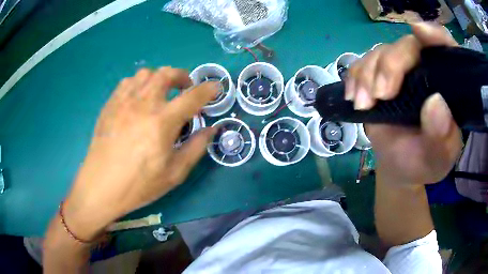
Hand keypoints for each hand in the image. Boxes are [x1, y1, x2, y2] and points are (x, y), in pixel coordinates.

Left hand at [63, 67, 218, 239]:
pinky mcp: (110, 104)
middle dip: (182, 76)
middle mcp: (144, 104)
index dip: (208, 89)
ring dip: (159, 78)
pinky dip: (139, 83)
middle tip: (185, 88)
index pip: (193, 96)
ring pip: (146, 73)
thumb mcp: (174, 174)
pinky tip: (139, 98)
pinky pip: (128, 82)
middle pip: (167, 74)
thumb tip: (211, 130)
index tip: (215, 88)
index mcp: (162, 122)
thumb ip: (196, 148)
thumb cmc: (139, 184)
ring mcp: (124, 101)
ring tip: (161, 92)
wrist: (101, 186)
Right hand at [346, 22, 462, 184]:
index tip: (420, 32)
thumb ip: (442, 137)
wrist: (400, 166)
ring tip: (364, 105)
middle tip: (380, 96)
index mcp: (448, 87)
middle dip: (390, 66)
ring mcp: (401, 70)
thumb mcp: (438, 159)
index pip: (446, 50)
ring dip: (368, 75)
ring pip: (381, 52)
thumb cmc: (424, 163)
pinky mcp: (380, 75)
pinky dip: (355, 78)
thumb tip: (435, 103)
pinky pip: (362, 63)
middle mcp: (426, 70)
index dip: (435, 36)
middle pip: (407, 46)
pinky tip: (355, 98)